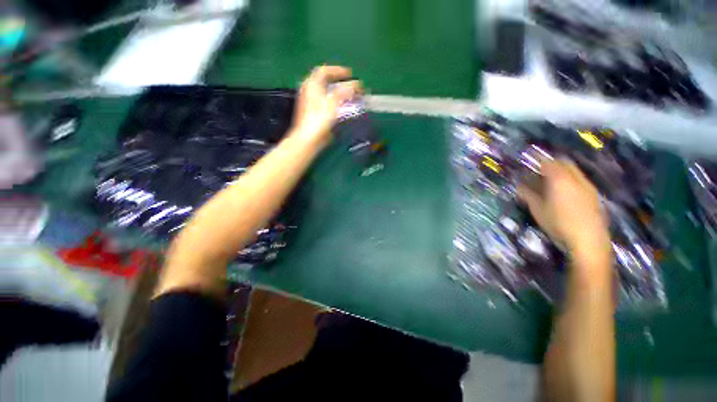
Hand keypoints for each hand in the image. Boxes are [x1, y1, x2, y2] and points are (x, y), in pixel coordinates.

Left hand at [290, 65, 361, 146]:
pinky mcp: (312, 113)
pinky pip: (324, 102)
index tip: (350, 75)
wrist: (308, 138)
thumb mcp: (334, 102)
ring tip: (348, 96)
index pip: (324, 70)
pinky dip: (334, 101)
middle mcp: (309, 90)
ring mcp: (309, 102)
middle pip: (324, 81)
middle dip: (338, 81)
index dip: (338, 70)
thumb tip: (357, 84)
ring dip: (337, 92)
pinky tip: (341, 108)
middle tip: (349, 85)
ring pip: (324, 92)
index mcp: (312, 83)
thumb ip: (345, 91)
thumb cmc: (320, 118)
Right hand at [518, 160, 610, 262]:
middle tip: (538, 170)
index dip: (536, 160)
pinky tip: (563, 191)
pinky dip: (569, 179)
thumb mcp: (538, 210)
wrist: (588, 239)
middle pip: (563, 162)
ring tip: (550, 181)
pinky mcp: (593, 194)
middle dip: (551, 163)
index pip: (547, 163)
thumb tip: (519, 187)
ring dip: (561, 171)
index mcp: (560, 179)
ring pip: (573, 170)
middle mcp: (575, 178)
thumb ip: (528, 195)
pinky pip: (579, 179)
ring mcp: (587, 185)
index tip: (528, 160)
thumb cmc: (558, 223)